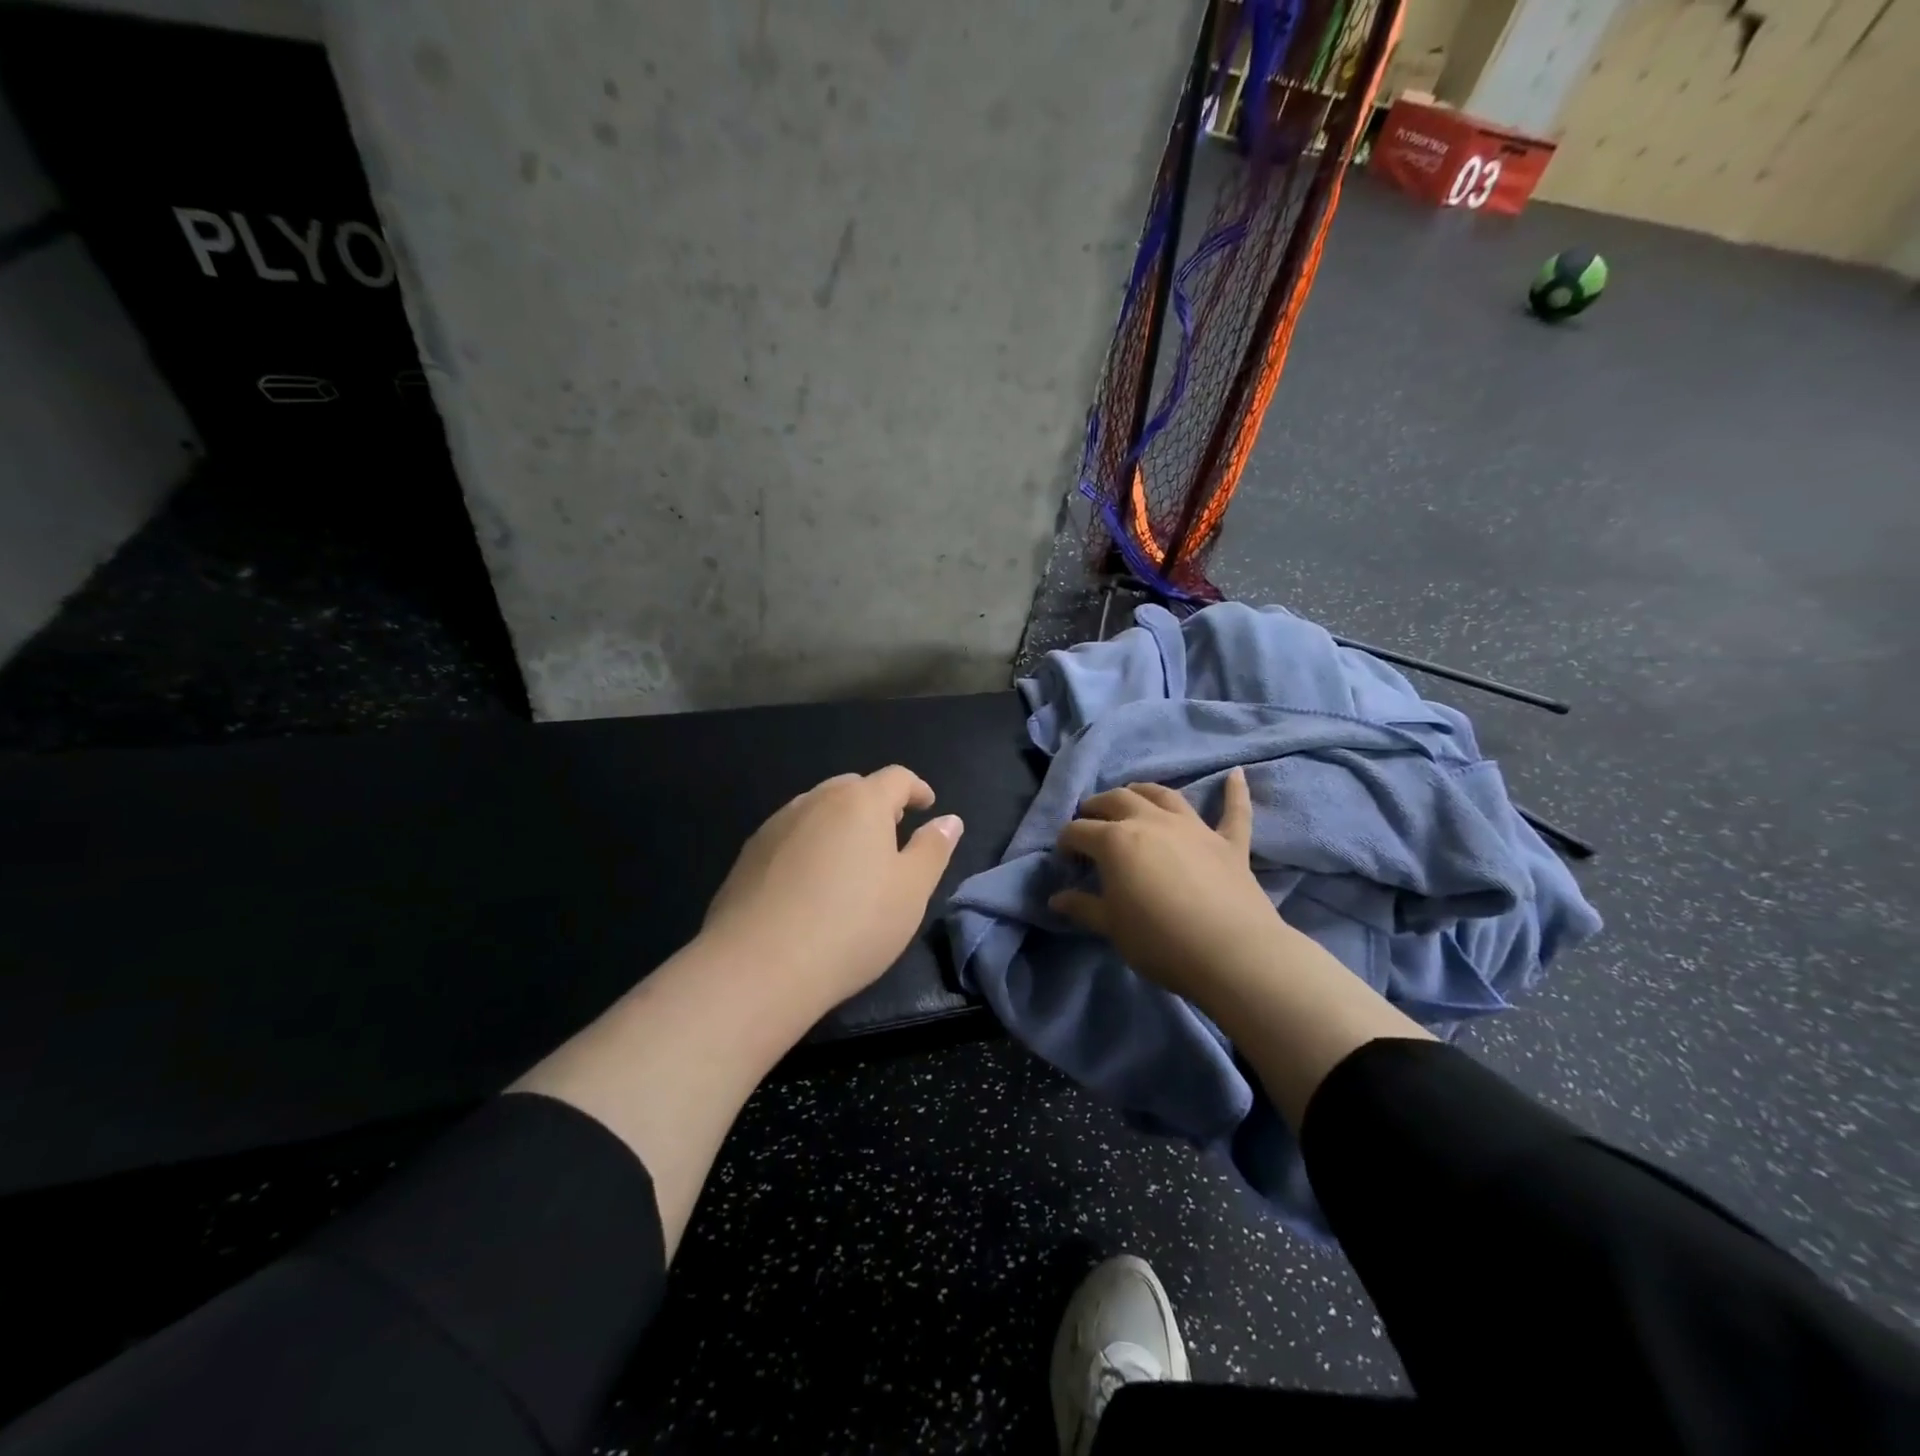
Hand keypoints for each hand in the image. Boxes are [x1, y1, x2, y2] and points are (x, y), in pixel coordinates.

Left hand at [702, 766, 963, 1010]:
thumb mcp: (911, 891)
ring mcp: (776, 826)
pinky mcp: (748, 855)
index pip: (896, 778)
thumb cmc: (852, 925)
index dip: (916, 788)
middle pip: (853, 788)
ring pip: (817, 809)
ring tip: (851, 858)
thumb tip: (949, 819)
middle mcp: (816, 801)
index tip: (927, 805)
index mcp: (860, 802)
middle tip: (892, 833)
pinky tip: (810, 882)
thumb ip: (933, 849)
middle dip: (876, 803)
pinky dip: (809, 845)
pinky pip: (790, 836)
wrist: (759, 966)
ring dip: (840, 823)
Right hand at [1050, 767, 1288, 1003]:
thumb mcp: (1112, 927)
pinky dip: (1235, 791)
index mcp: (1115, 840)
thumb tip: (1056, 899)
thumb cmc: (1159, 941)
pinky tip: (1237, 775)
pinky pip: (1234, 810)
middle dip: (1097, 806)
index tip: (1064, 858)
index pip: (1079, 831)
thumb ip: (1084, 907)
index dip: (1066, 842)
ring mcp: (1193, 828)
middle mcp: (1151, 821)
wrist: (1230, 954)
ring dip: (1144, 790)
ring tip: (1133, 793)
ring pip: (1163, 795)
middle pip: (1117, 800)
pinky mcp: (1229, 843)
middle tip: (1089, 819)